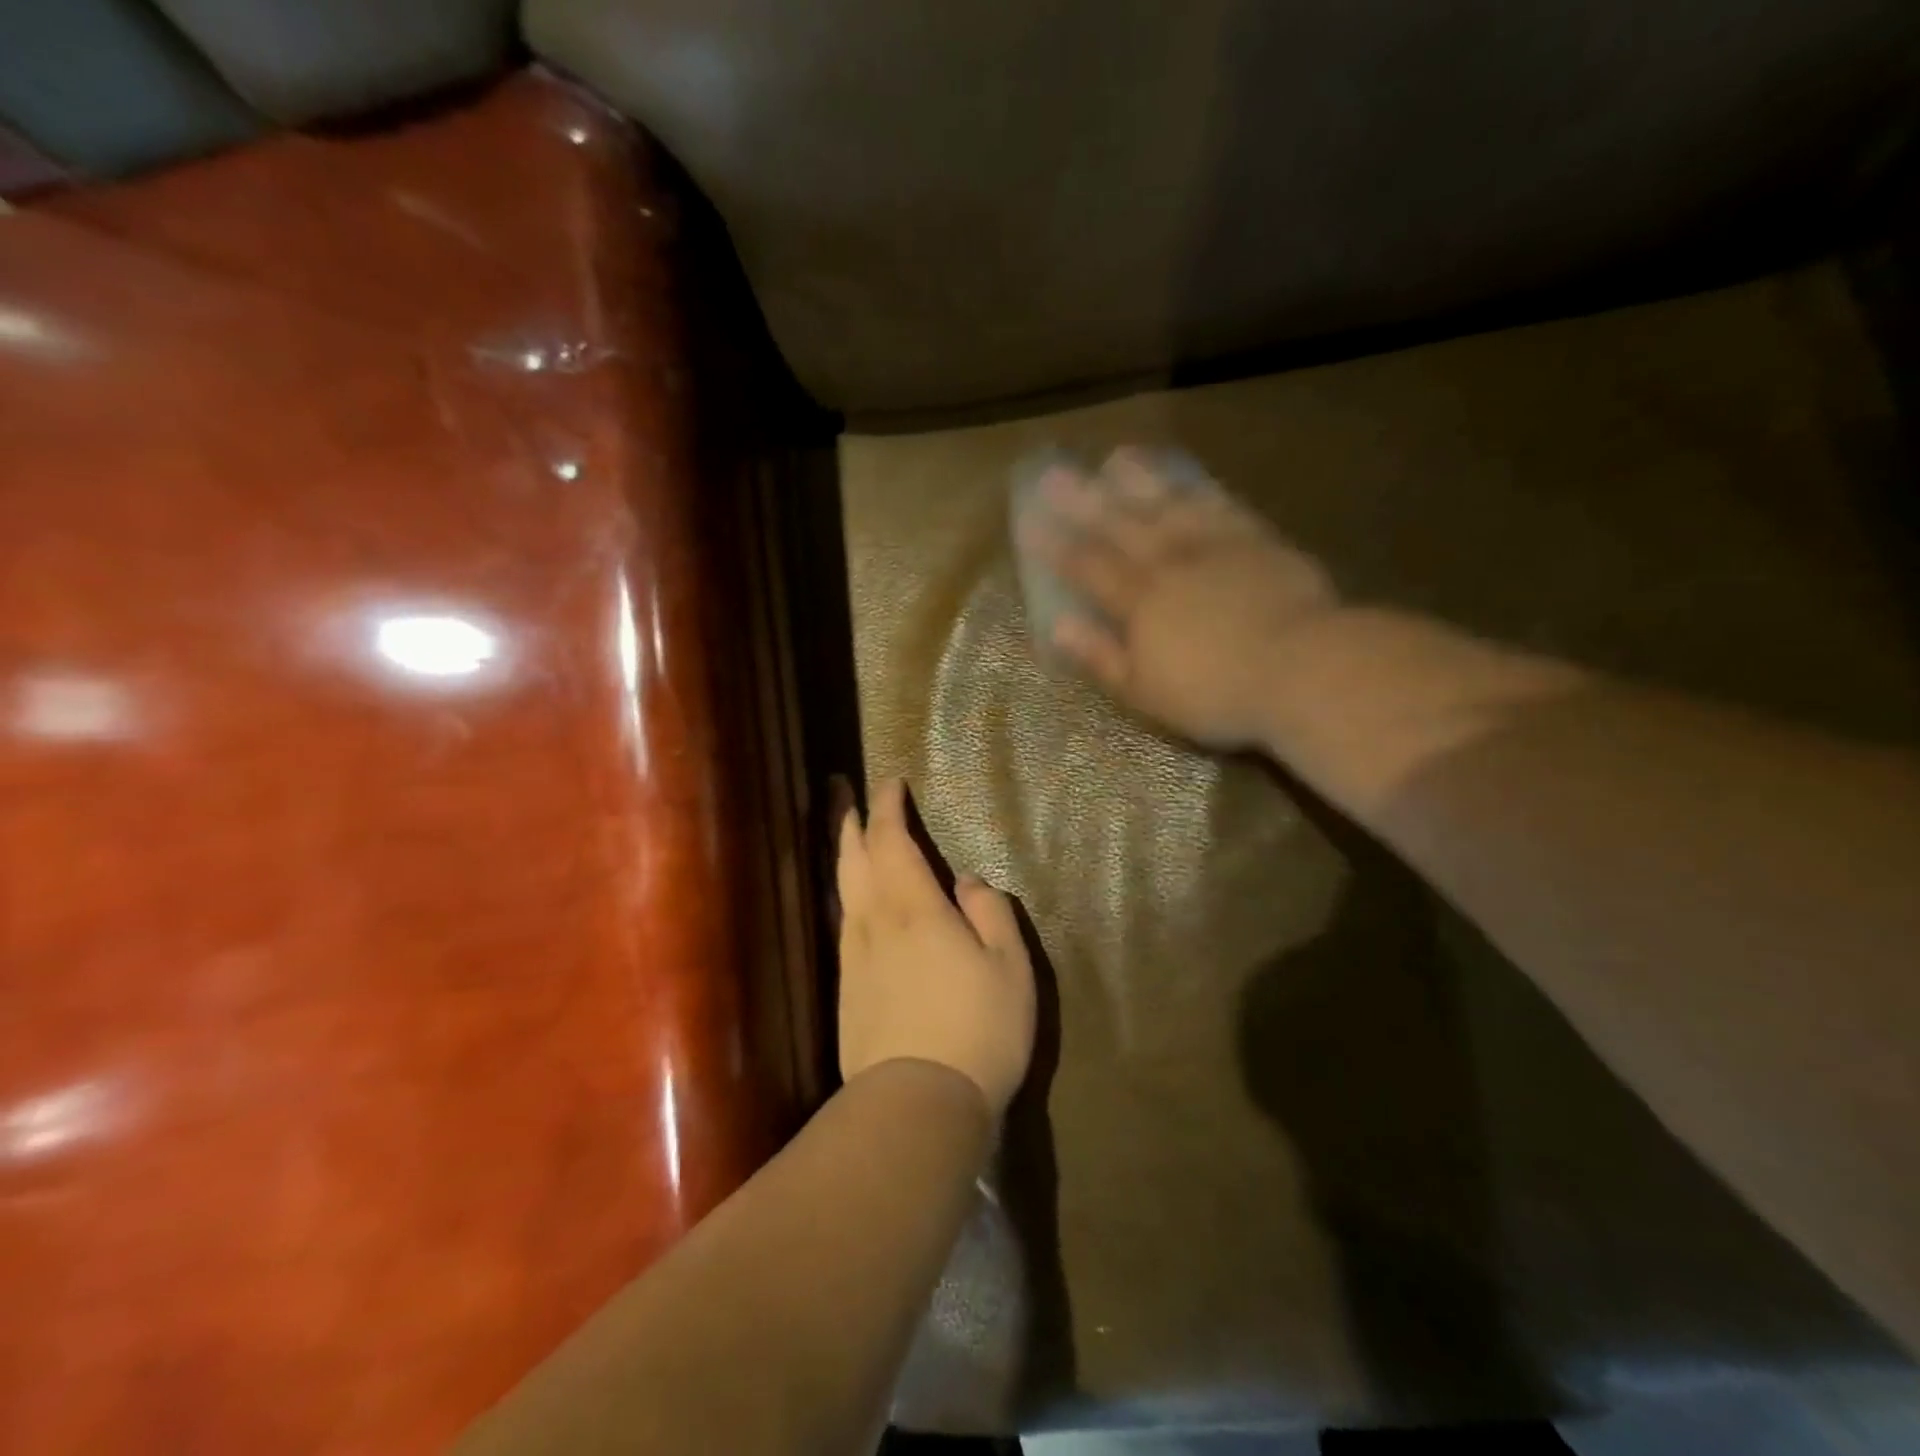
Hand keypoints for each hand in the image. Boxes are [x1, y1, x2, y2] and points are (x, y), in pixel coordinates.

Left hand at [837, 778, 1035, 1115]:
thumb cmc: (977, 1028)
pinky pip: (844, 922)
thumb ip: (990, 911)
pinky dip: (848, 893)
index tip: (891, 782)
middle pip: (853, 857)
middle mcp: (874, 921)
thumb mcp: (1009, 966)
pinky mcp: (846, 989)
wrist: (917, 1105)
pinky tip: (855, 901)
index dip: (888, 807)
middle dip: (850, 820)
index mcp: (913, 907)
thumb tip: (965, 882)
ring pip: (843, 889)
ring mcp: (853, 956)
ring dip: (844, 853)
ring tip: (846, 835)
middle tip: (844, 792)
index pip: (890, 840)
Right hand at [1016, 447, 1341, 748]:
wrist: (1302, 667)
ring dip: (1139, 481)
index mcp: (1139, 601)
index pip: (1087, 566)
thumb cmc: (1215, 692)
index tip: (1028, 521)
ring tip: (1116, 459)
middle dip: (1083, 501)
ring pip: (1168, 504)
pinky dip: (1199, 489)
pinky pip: (1220, 506)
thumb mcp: (1144, 690)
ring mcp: (1215, 546)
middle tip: (1054, 473)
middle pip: (1119, 525)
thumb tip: (1059, 625)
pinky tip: (1188, 480)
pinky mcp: (1256, 540)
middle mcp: (1170, 562)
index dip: (1056, 545)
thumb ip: (1100, 655)